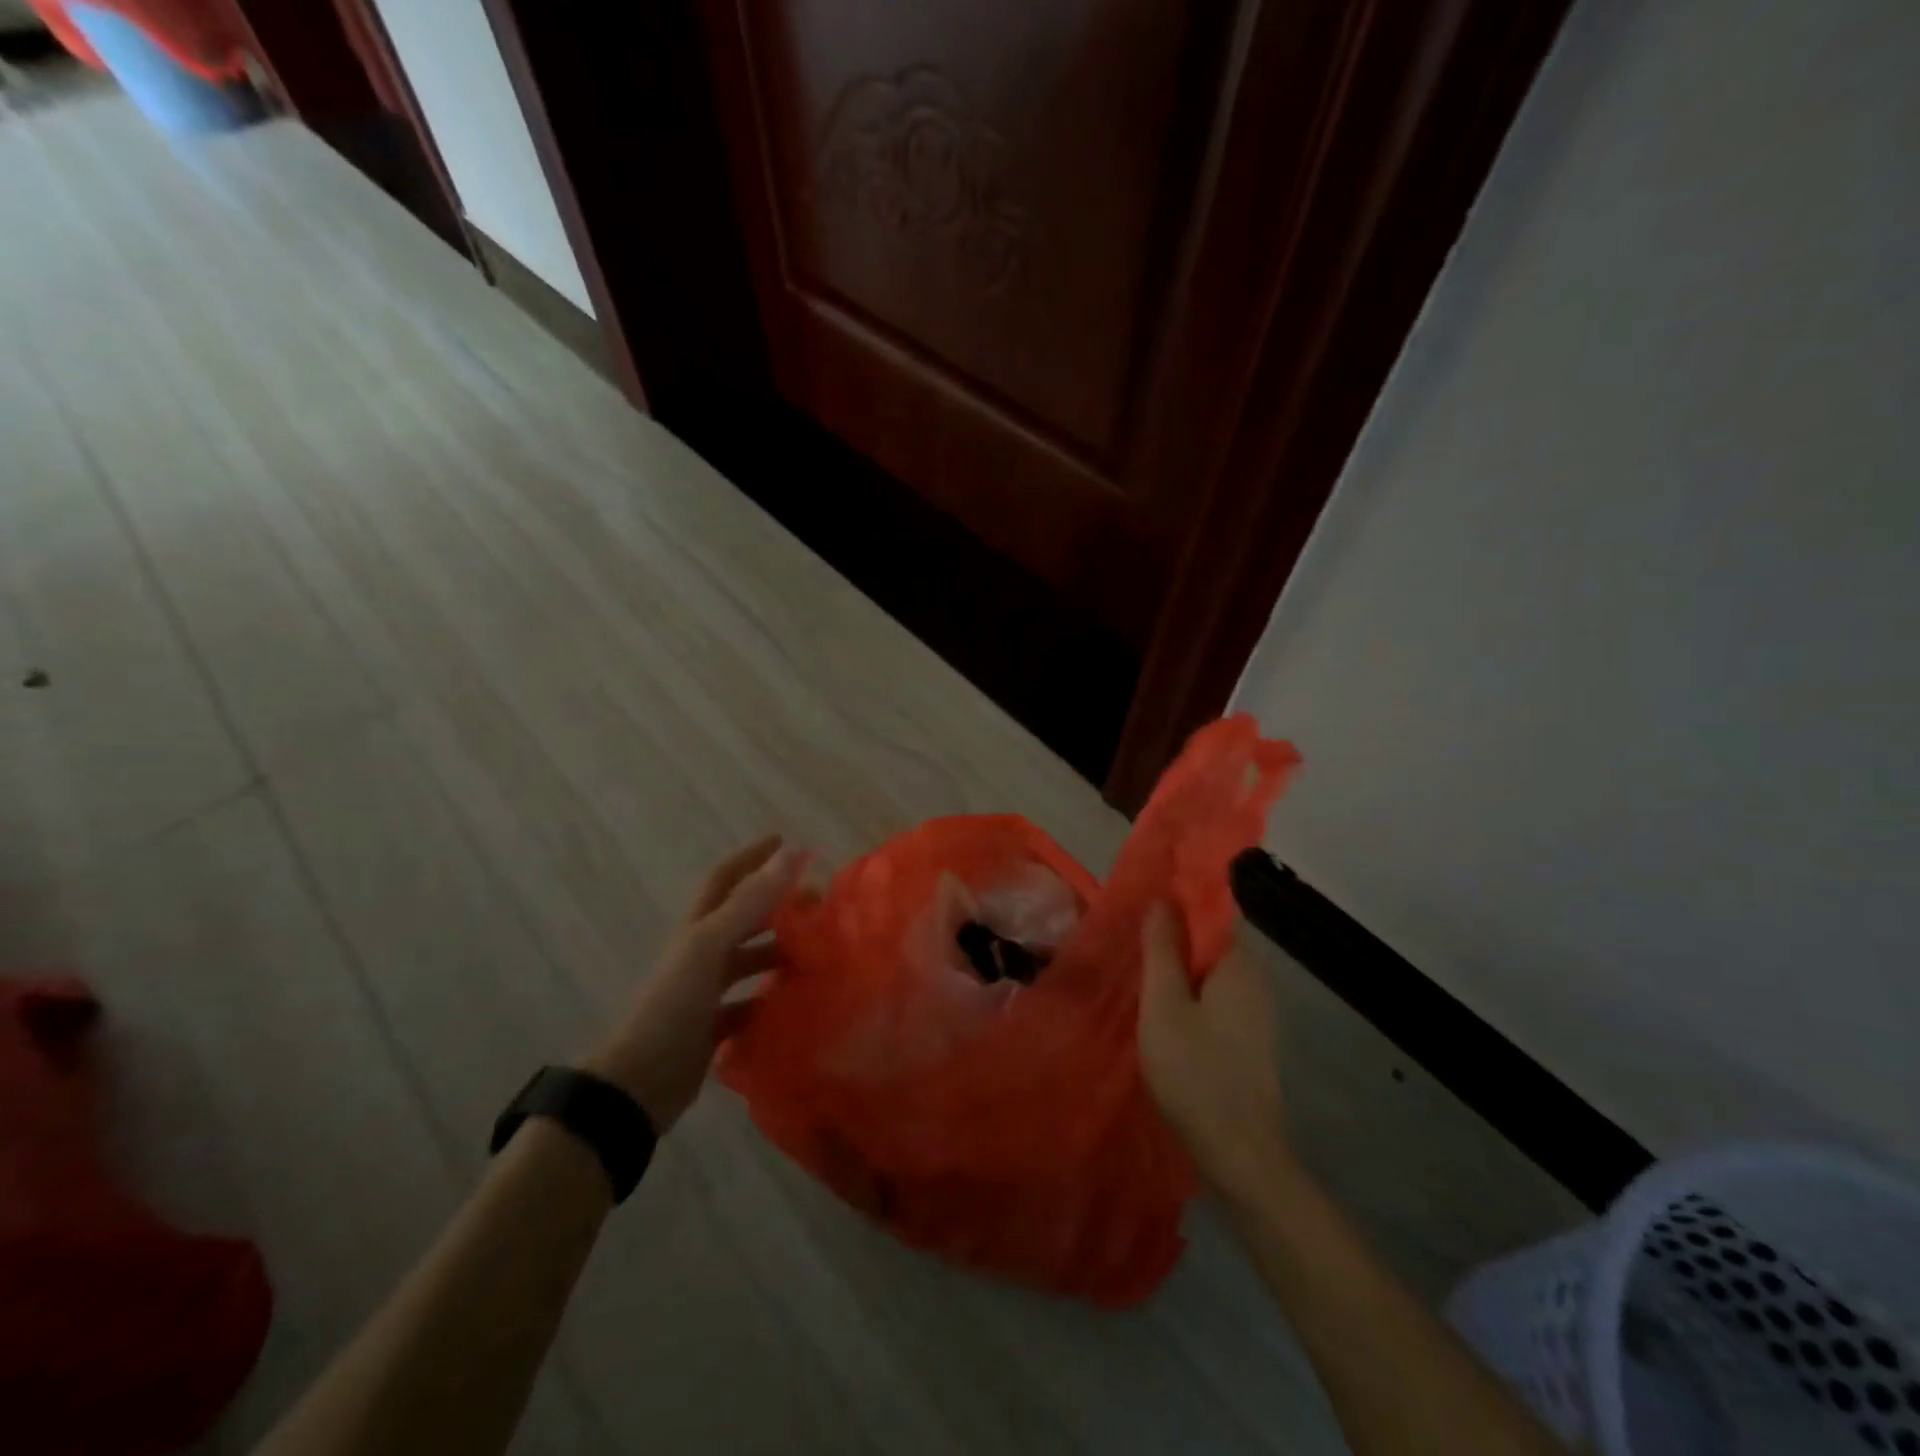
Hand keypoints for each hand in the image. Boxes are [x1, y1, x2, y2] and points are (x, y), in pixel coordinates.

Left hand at [581, 836, 801, 1131]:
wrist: (638, 1081)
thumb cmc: (674, 1004)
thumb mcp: (711, 946)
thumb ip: (751, 901)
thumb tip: (791, 852)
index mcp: (697, 928)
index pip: (725, 879)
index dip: (752, 857)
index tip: (787, 842)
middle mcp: (700, 954)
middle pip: (743, 919)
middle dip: (777, 905)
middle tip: (817, 902)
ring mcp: (705, 992)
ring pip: (749, 962)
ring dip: (779, 953)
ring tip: (817, 953)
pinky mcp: (713, 1028)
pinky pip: (750, 1006)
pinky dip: (772, 1000)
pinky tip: (796, 1001)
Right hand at [1137, 902, 1293, 1194]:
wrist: (1239, 1154)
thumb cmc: (1196, 1072)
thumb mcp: (1165, 1005)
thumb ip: (1161, 950)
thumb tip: (1161, 900)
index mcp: (1239, 964)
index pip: (1216, 909)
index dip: (1181, 897)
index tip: (1145, 895)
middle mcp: (1254, 979)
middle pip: (1212, 938)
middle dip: (1174, 931)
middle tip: (1130, 931)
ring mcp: (1254, 1011)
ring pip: (1211, 969)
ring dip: (1178, 963)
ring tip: (1136, 963)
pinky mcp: (1247, 1036)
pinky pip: (1214, 994)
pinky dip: (1188, 989)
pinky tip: (1159, 1004)